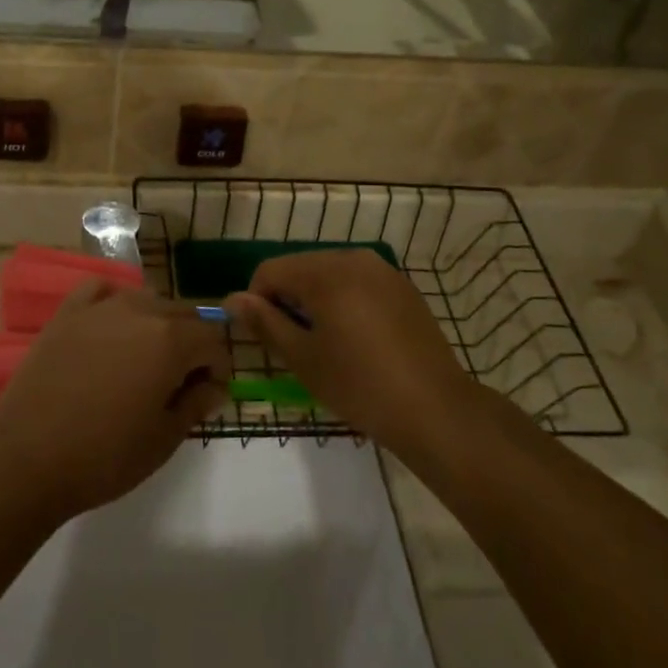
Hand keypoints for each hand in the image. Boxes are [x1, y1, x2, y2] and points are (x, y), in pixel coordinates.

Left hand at [0, 280, 229, 519]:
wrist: (26, 457)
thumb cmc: (104, 456)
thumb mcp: (163, 439)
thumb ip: (196, 404)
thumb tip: (214, 386)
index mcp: (170, 340)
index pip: (213, 340)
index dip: (218, 368)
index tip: (208, 395)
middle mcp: (140, 311)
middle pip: (183, 314)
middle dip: (192, 344)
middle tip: (179, 383)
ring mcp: (100, 307)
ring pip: (146, 300)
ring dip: (157, 324)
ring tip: (144, 360)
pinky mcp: (67, 312)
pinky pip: (101, 290)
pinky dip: (115, 302)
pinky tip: (111, 328)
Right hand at [228, 250, 472, 454]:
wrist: (435, 409)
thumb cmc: (359, 385)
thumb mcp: (302, 358)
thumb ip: (264, 322)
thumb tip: (232, 299)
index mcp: (325, 272)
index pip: (270, 270)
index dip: (257, 301)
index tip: (267, 337)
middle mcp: (353, 258)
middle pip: (300, 267)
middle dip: (288, 299)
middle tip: (295, 344)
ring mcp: (383, 270)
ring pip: (329, 273)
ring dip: (316, 300)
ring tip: (326, 343)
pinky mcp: (403, 287)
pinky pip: (358, 282)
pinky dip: (345, 301)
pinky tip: (356, 339)